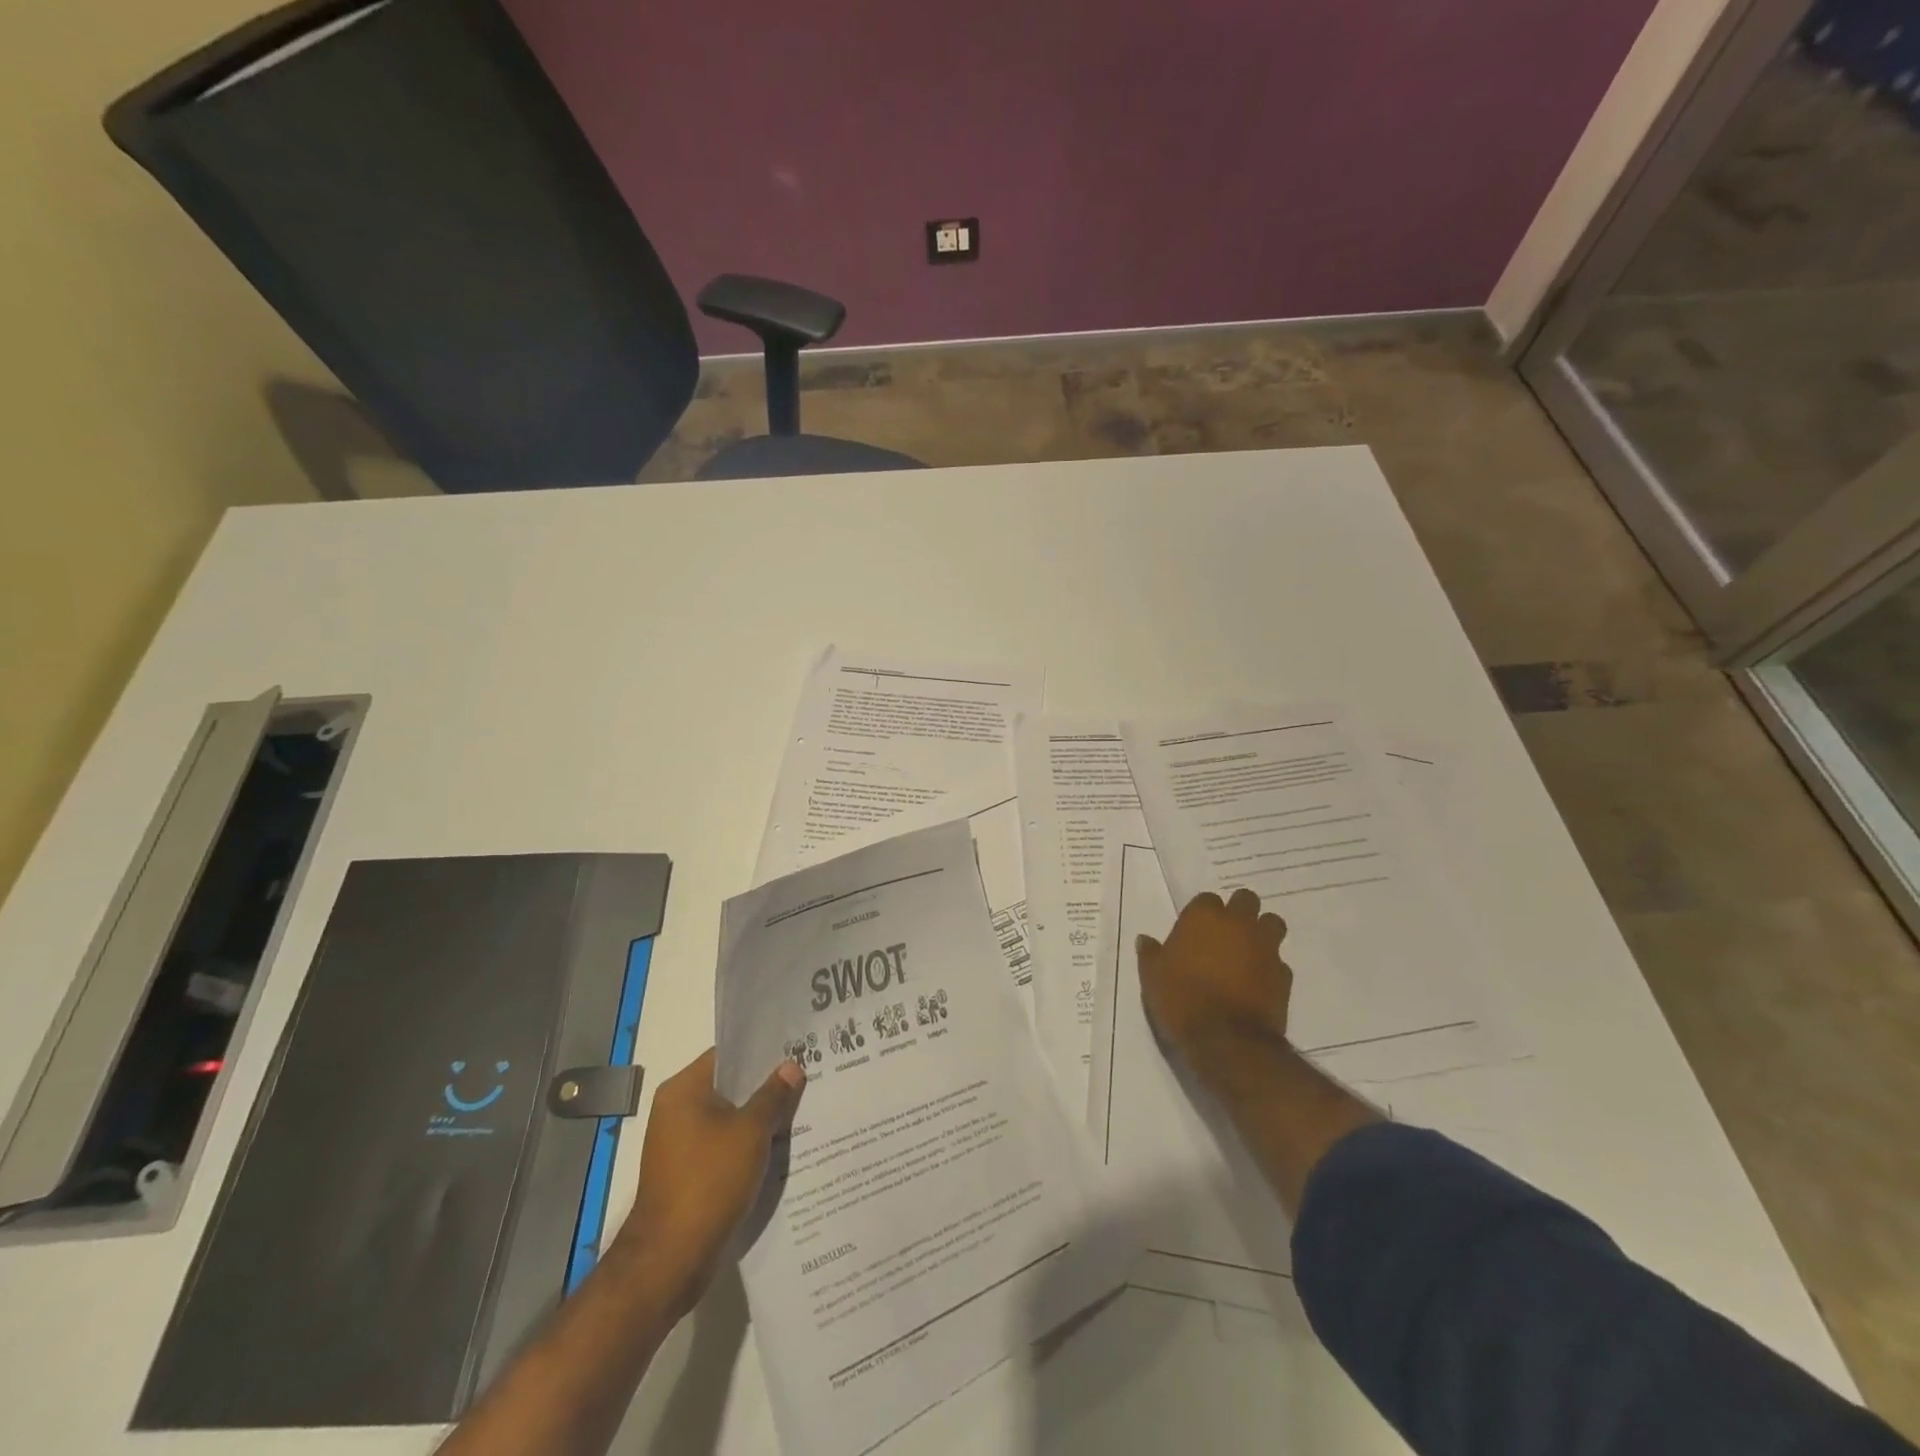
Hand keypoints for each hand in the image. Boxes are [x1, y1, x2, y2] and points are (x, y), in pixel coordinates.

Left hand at [618, 1048, 804, 1316]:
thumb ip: (773, 1095)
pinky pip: (723, 1146)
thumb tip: (791, 1066)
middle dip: (765, 1085)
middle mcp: (676, 1110)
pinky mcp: (687, 1174)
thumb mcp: (751, 1132)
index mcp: (683, 1090)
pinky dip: (747, 1145)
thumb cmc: (709, 1181)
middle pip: (729, 1087)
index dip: (761, 1050)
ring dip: (758, 1118)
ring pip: (729, 1118)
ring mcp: (679, 1144)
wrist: (670, 1258)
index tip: (795, 1047)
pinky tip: (779, 1147)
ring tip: (800, 1109)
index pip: (727, 1055)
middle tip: (806, 1076)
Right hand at [1137, 887, 1290, 1071]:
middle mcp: (1238, 924)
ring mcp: (1265, 948)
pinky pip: (1279, 961)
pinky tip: (1257, 983)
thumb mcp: (1152, 977)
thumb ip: (1151, 954)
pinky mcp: (1284, 975)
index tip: (1195, 931)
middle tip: (1227, 932)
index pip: (1207, 899)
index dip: (1203, 913)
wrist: (1226, 1040)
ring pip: (1272, 923)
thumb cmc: (1181, 999)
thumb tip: (1145, 940)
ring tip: (1248, 951)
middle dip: (1240, 911)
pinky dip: (1270, 967)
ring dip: (1262, 931)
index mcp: (1204, 917)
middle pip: (1247, 900)